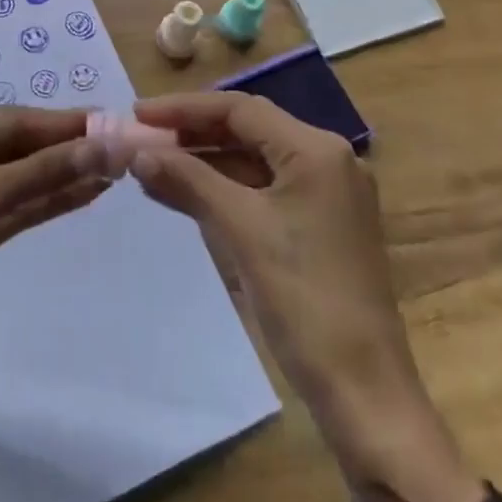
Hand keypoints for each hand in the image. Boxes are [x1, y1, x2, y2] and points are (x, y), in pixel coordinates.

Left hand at [0, 107, 108, 420]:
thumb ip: (45, 171)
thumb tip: (106, 144)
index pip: (12, 120)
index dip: (60, 122)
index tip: (107, 119)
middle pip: (20, 147)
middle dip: (66, 148)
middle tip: (119, 144)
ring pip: (24, 179)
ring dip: (64, 174)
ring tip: (113, 167)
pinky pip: (19, 208)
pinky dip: (50, 200)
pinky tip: (87, 193)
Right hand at [129, 92, 484, 501]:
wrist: (364, 393)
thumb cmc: (304, 300)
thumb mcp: (241, 231)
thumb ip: (188, 180)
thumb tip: (137, 153)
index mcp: (317, 150)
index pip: (240, 110)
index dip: (184, 108)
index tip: (137, 114)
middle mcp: (327, 159)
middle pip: (248, 129)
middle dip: (193, 132)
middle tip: (141, 137)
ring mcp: (327, 193)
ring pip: (254, 160)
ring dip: (205, 160)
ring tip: (153, 163)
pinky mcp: (320, 224)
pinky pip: (264, 189)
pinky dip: (225, 188)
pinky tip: (186, 192)